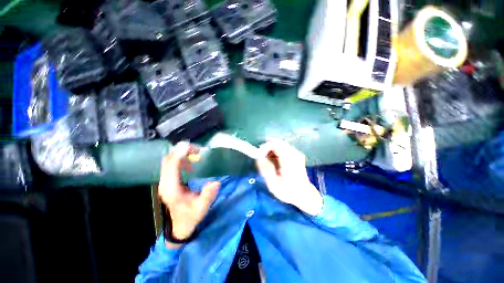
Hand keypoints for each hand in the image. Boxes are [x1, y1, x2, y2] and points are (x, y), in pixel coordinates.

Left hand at [159, 142, 219, 244]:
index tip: (190, 146)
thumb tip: (216, 182)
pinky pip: (171, 164)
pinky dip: (180, 158)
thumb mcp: (201, 208)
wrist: (180, 225)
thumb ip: (207, 196)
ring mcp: (165, 181)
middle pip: (168, 161)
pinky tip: (190, 160)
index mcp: (171, 189)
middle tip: (197, 149)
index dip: (179, 154)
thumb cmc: (191, 216)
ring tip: (195, 152)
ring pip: (168, 161)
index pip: (171, 167)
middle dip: (181, 151)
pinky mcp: (168, 180)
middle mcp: (165, 183)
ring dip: (180, 153)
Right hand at [256, 141, 322, 215]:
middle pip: (278, 142)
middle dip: (267, 147)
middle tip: (260, 156)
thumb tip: (259, 157)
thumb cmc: (288, 191)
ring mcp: (297, 153)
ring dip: (271, 149)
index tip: (258, 154)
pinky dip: (276, 151)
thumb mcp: (274, 184)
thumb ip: (266, 170)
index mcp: (289, 160)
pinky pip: (284, 147)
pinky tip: (274, 159)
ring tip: (266, 159)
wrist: (304, 194)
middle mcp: (294, 153)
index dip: (265, 146)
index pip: (276, 145)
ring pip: (280, 144)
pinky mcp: (296, 154)